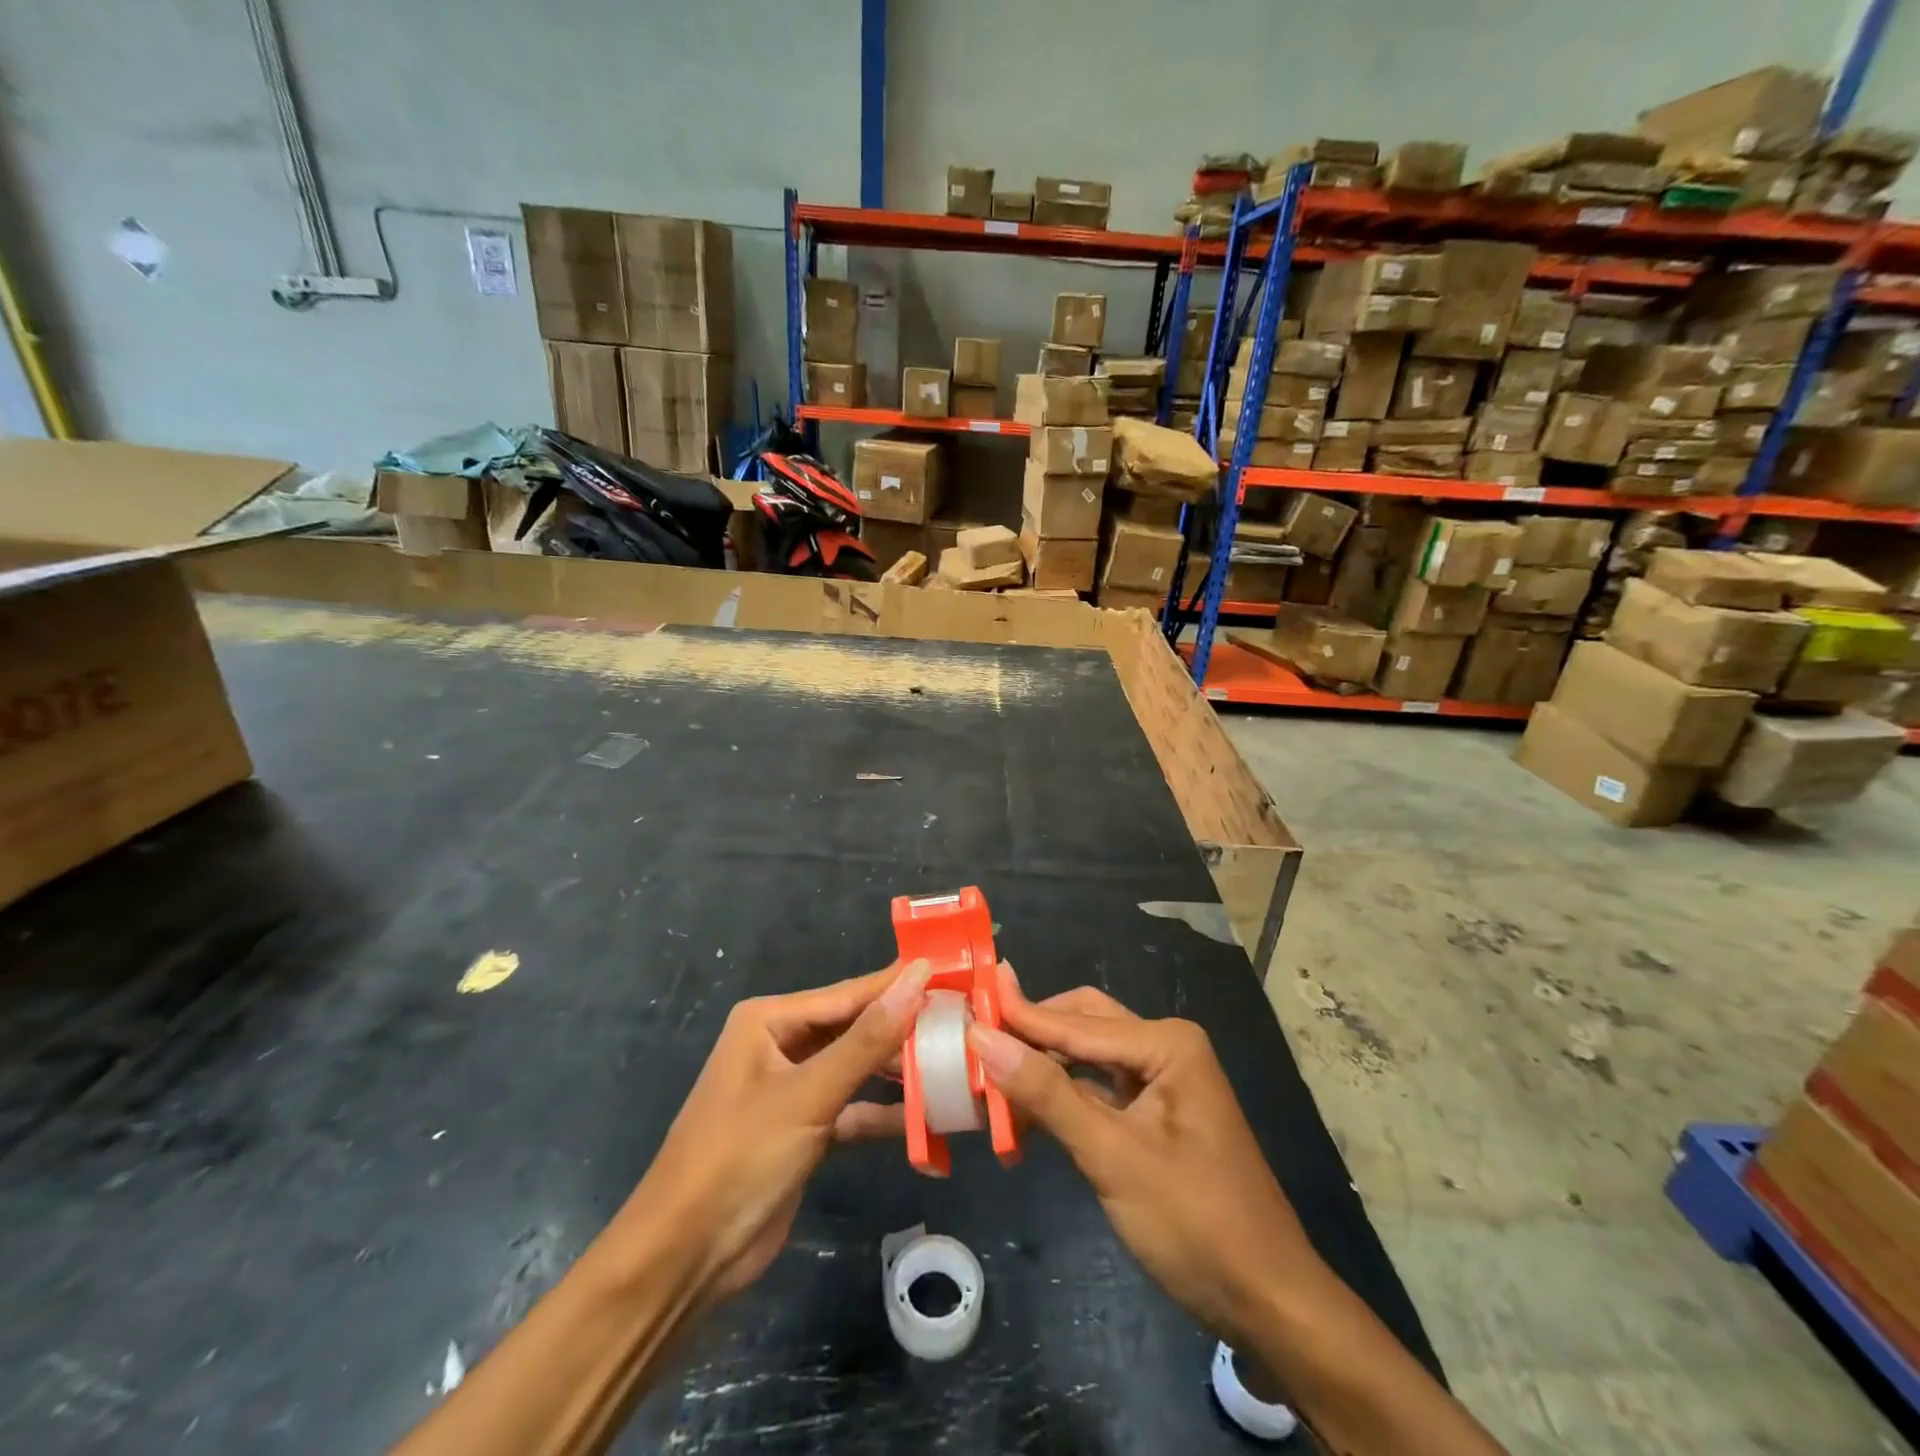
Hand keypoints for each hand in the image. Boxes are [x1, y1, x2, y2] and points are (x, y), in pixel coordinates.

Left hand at [614, 958, 933, 1305]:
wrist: (685, 1259)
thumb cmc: (740, 1157)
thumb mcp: (808, 1094)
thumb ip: (867, 1040)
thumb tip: (918, 978)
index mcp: (771, 1021)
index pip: (849, 995)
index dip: (899, 984)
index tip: (951, 972)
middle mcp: (781, 1045)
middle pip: (855, 1029)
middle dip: (903, 1030)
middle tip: (963, 1022)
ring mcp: (793, 1088)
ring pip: (857, 1069)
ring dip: (897, 1073)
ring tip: (954, 1065)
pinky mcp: (804, 1129)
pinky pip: (852, 1109)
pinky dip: (882, 1114)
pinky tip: (926, 1118)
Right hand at [967, 965, 1324, 1346]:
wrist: (1269, 1303)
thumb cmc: (1196, 1224)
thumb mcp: (1113, 1157)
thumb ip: (1047, 1095)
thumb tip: (983, 1038)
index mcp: (1166, 1043)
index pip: (1075, 1022)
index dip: (1017, 1017)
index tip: (964, 1006)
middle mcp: (1164, 1048)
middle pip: (1081, 1025)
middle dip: (1031, 1037)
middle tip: (973, 1042)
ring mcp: (1161, 1081)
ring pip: (1086, 1058)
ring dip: (1042, 1070)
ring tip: (987, 1080)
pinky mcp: (1154, 1115)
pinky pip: (1097, 1090)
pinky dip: (1061, 1100)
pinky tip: (1024, 1117)